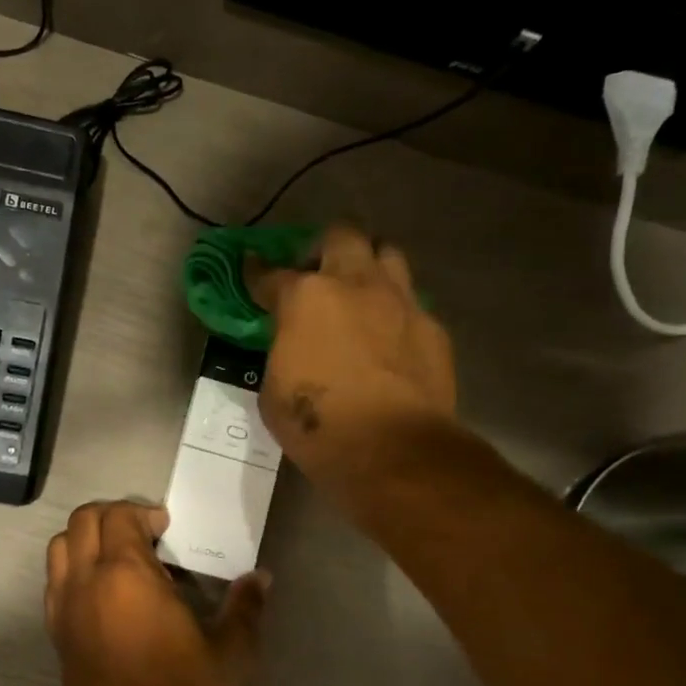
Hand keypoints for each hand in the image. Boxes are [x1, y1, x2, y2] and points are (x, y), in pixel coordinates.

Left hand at [45, 501, 268, 685]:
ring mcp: (65, 608)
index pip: (119, 516)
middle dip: (111, 516)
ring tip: (118, 558)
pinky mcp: (57, 634)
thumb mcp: (230, 653)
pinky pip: (54, 583)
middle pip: (82, 522)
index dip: (142, 512)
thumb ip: (245, 607)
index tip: (166, 527)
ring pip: (59, 549)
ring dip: (85, 540)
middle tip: (143, 534)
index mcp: (126, 575)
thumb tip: (262, 577)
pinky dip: (72, 571)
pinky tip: (102, 594)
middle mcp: (86, 582)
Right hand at [250, 224, 459, 510]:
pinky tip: (389, 337)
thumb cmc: (317, 424)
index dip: (258, 274)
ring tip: (359, 293)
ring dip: (369, 266)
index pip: (273, 274)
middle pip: (342, 236)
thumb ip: (281, 353)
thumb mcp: (273, 390)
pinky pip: (411, 303)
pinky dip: (395, 312)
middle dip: (324, 248)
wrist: (391, 449)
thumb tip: (290, 347)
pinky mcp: (432, 327)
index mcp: (306, 298)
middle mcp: (355, 284)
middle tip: (316, 273)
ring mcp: (400, 302)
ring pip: (387, 254)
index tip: (252, 270)